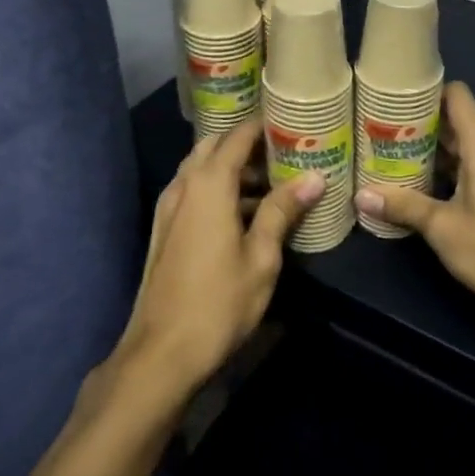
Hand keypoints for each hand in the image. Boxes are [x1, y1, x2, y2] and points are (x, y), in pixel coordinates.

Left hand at [115, 119, 323, 396]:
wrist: (160, 353)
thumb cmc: (218, 303)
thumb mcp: (261, 257)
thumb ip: (282, 211)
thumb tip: (315, 177)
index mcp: (208, 183)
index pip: (238, 135)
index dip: (265, 125)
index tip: (293, 122)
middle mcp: (184, 184)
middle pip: (216, 145)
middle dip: (248, 144)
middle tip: (284, 152)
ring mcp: (169, 206)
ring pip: (202, 168)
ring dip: (232, 168)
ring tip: (273, 181)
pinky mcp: (165, 229)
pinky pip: (193, 190)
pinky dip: (218, 188)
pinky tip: (245, 212)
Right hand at [354, 83, 474, 323]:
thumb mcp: (443, 228)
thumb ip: (404, 207)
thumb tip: (360, 196)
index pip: (457, 95)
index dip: (426, 91)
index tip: (393, 99)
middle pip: (456, 119)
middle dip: (420, 123)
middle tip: (381, 131)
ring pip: (464, 146)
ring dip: (432, 149)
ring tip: (393, 156)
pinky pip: (472, 166)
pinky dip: (448, 168)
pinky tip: (423, 187)